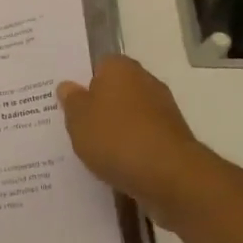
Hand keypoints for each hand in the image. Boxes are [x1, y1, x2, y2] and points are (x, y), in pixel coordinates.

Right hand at [57, 56, 218, 227]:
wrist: (170, 176)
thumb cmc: (116, 138)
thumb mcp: (78, 119)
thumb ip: (71, 100)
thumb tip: (68, 86)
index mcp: (120, 68)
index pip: (98, 65)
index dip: (83, 83)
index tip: (70, 103)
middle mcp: (145, 82)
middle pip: (115, 91)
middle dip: (100, 107)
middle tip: (77, 127)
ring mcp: (163, 111)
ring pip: (129, 116)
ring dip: (116, 130)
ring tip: (94, 152)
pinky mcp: (173, 139)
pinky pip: (143, 139)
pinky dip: (131, 150)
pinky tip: (116, 166)